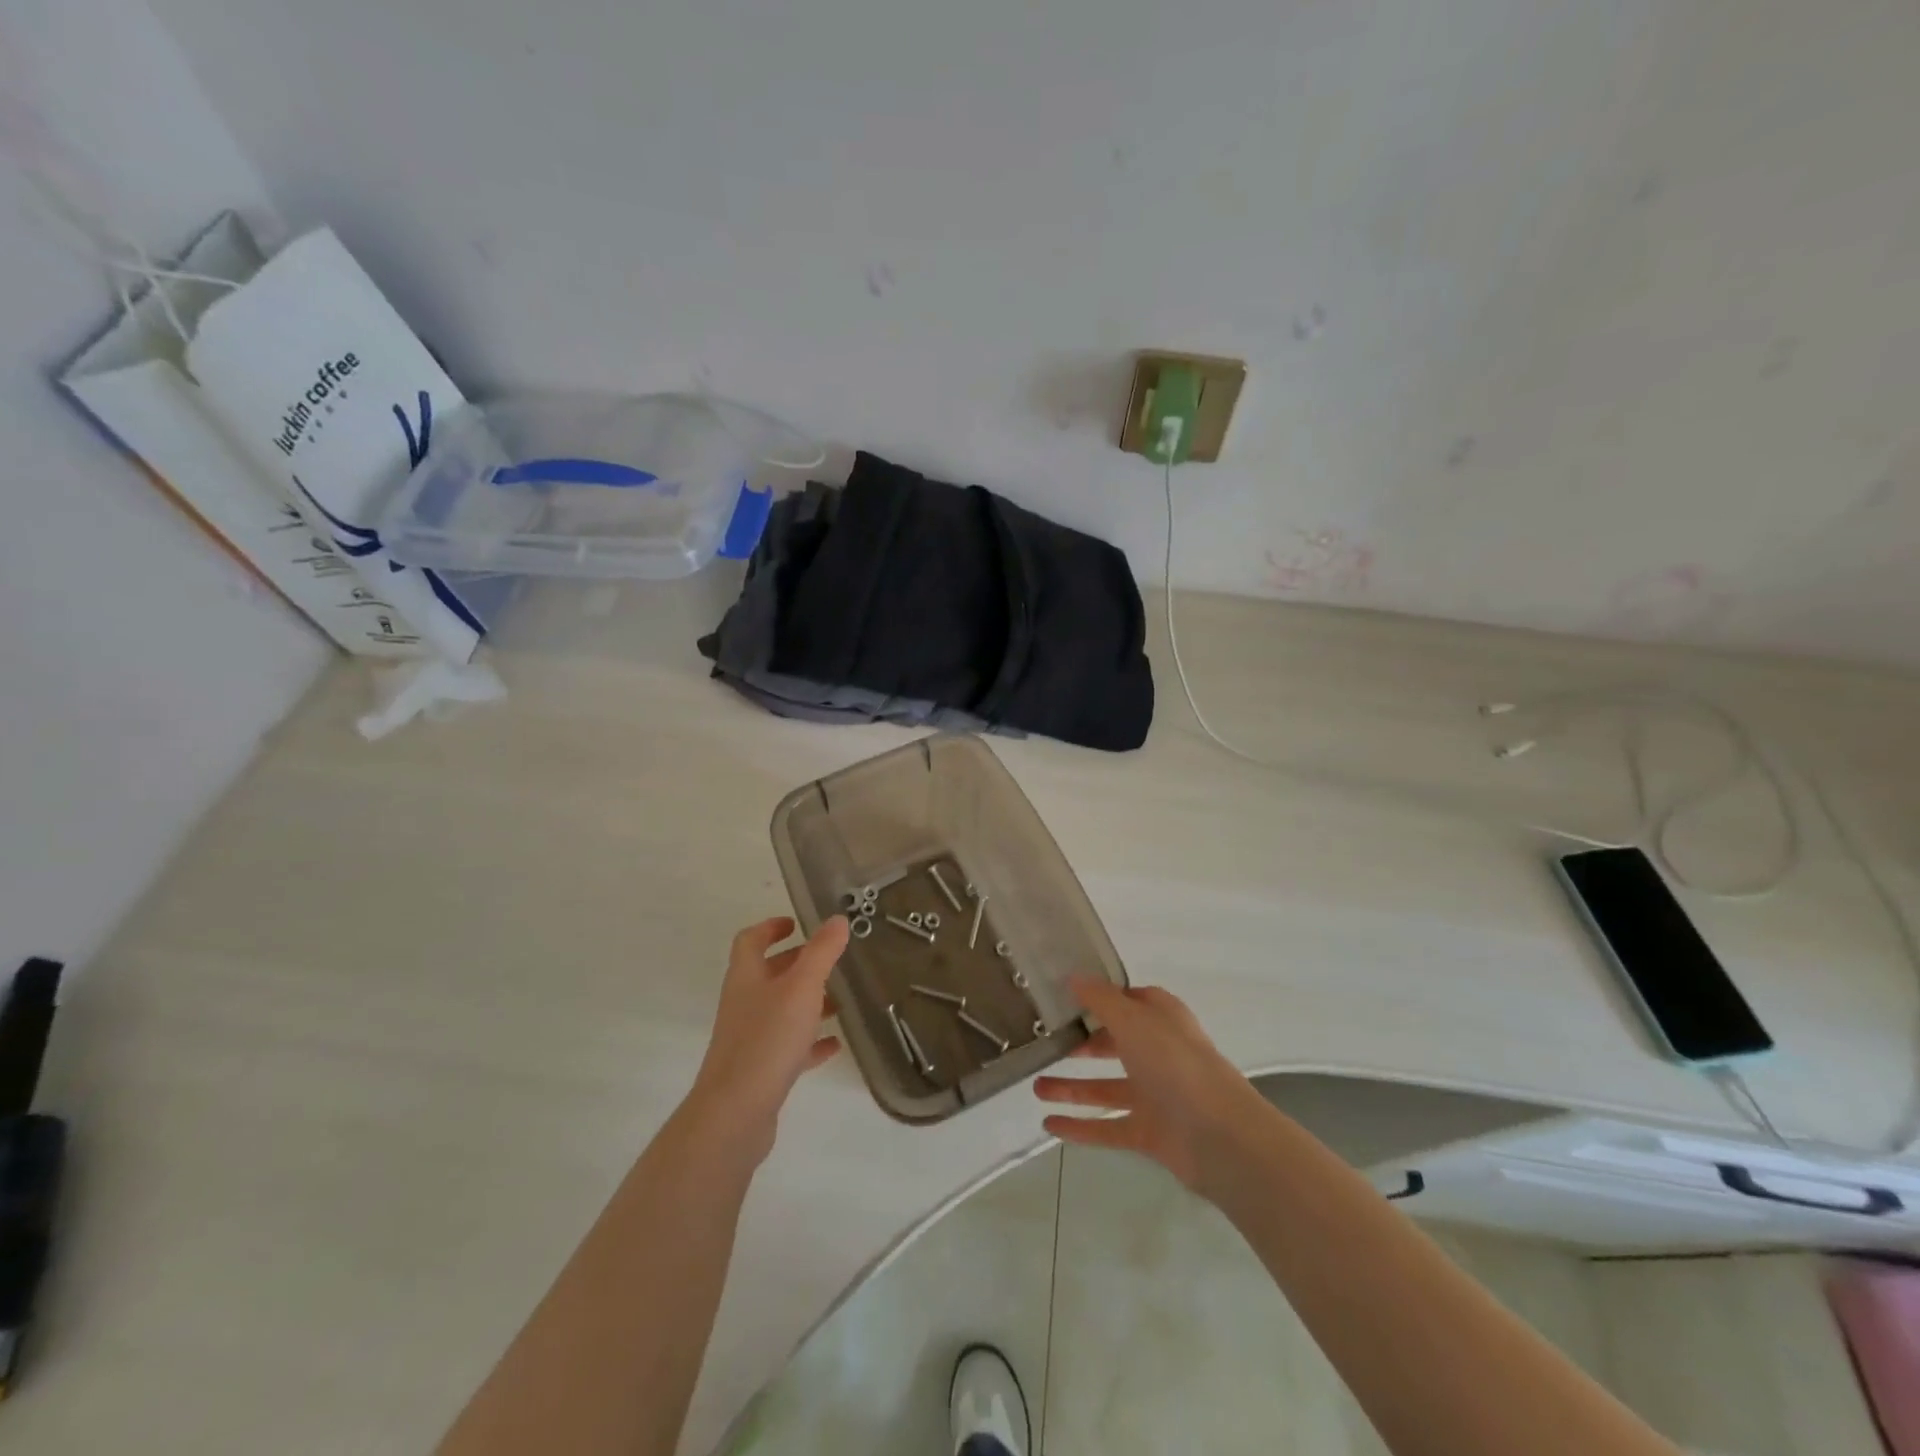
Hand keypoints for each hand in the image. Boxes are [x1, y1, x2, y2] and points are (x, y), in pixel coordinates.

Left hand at [686, 916, 848, 1161]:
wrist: (735, 1113)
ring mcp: (750, 1038)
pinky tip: (834, 1045)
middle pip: (768, 974)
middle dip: (797, 964)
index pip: (751, 940)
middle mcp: (744, 1003)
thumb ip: (821, 952)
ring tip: (840, 1001)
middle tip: (829, 960)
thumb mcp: (802, 987)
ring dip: (807, 1002)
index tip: (796, 923)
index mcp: (746, 977)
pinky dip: (810, 1042)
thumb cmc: (768, 1039)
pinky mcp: (760, 1070)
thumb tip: (837, 919)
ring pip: (780, 1010)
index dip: (770, 927)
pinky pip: (788, 1047)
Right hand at [1034, 978, 1263, 1195]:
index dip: (1101, 998)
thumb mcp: (1132, 1020)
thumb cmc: (1175, 1063)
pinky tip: (1049, 1125)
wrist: (1219, 1136)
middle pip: (1115, 1044)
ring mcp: (1155, 1095)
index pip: (1129, 1001)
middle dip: (1082, 1044)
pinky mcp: (1149, 1132)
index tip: (1064, 997)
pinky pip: (1107, 1127)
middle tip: (1046, 1042)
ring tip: (1035, 1087)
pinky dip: (1080, 1127)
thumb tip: (1073, 976)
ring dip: (1072, 1088)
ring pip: (1106, 1088)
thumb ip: (1100, 999)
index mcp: (1161, 1020)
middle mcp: (1158, 1053)